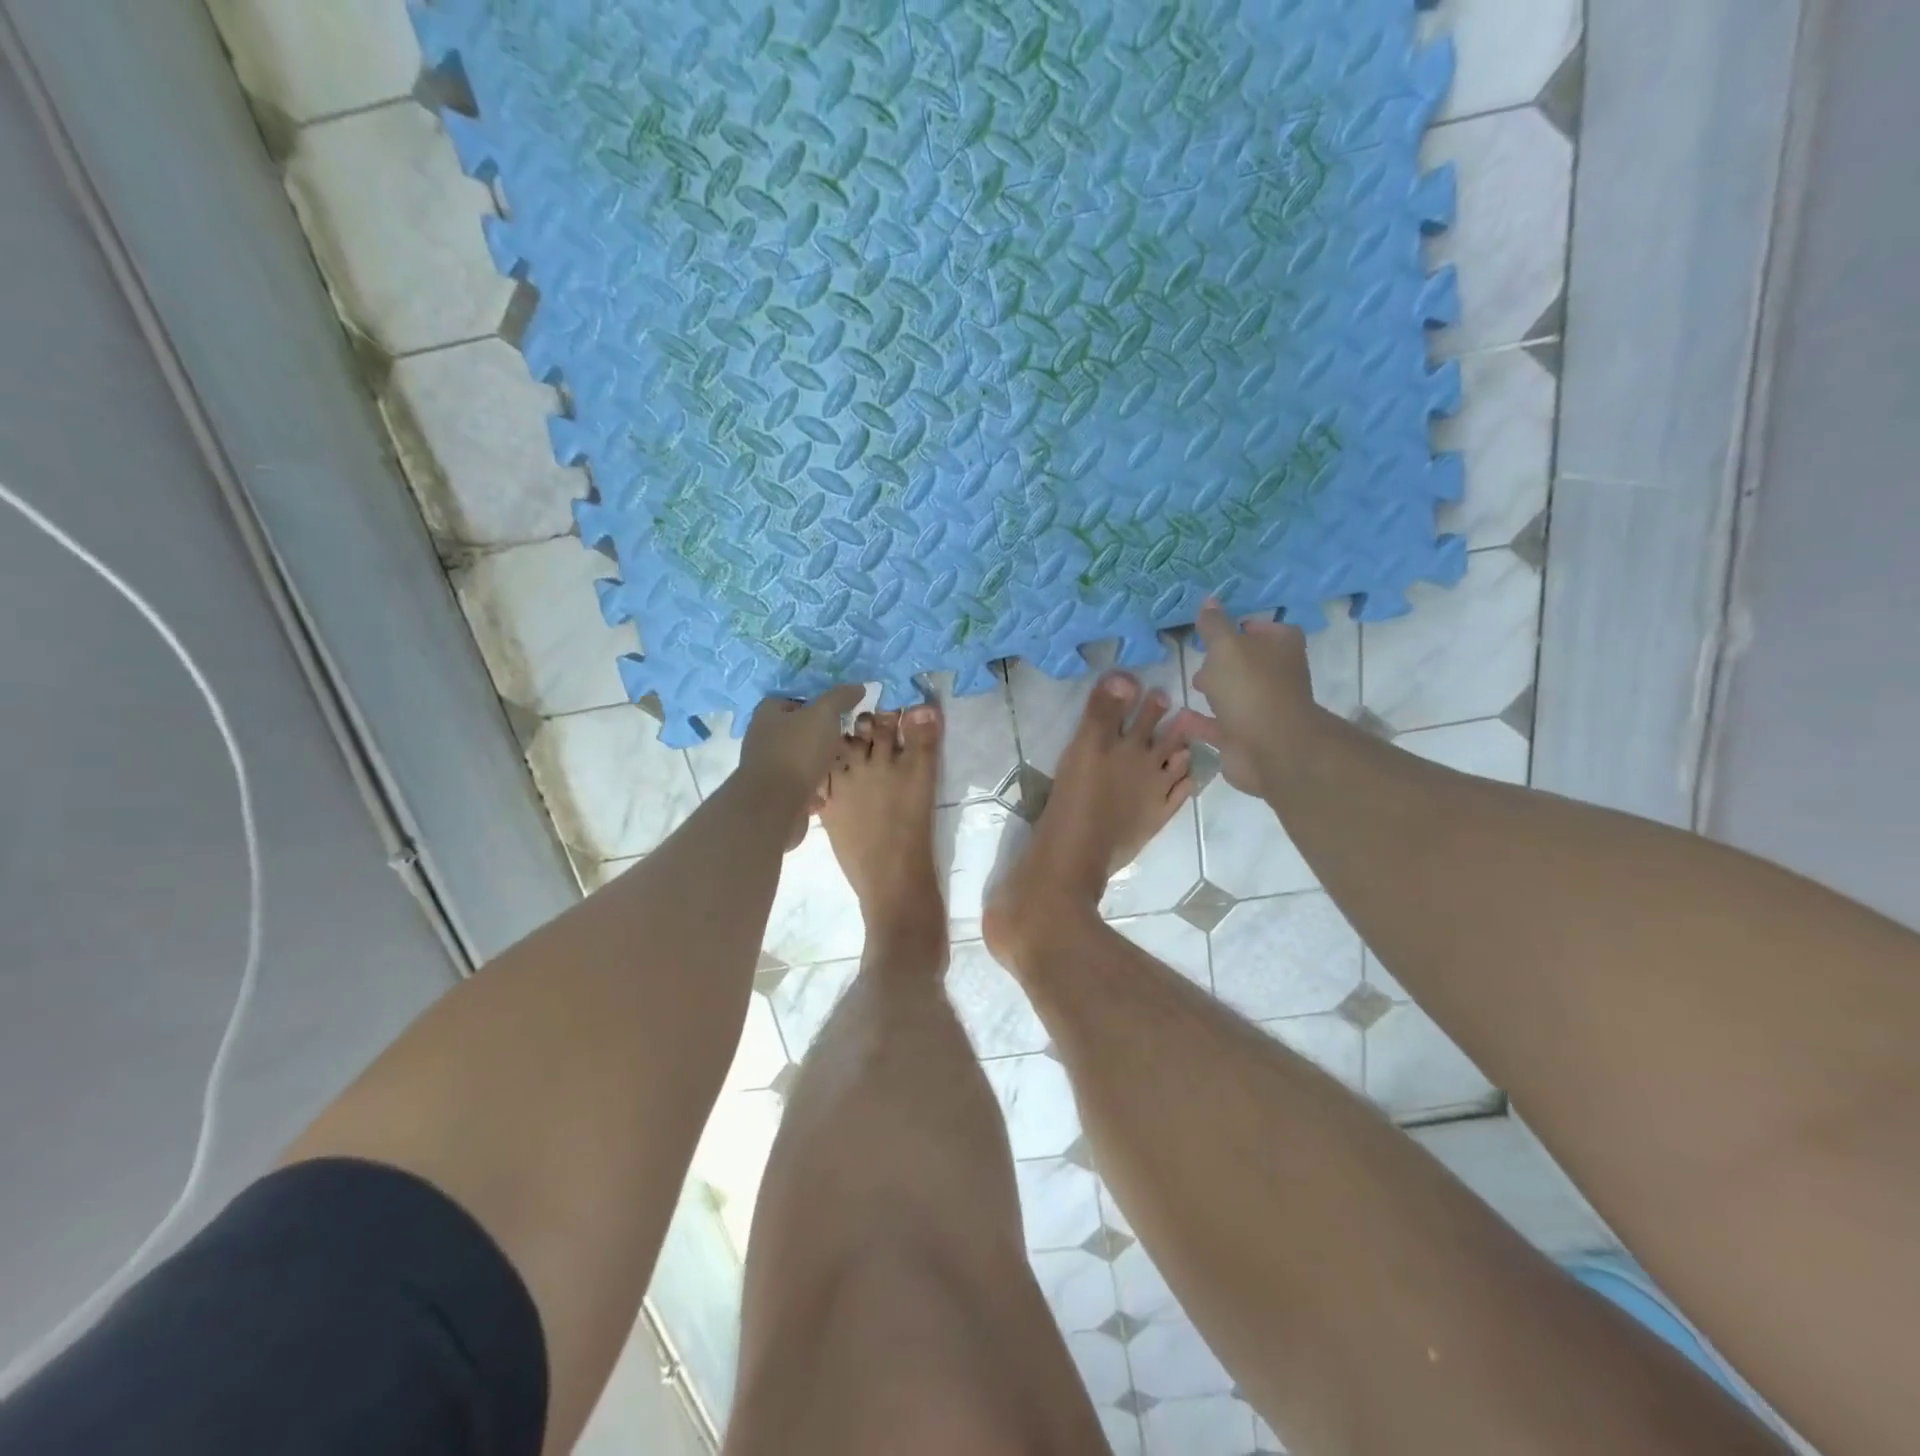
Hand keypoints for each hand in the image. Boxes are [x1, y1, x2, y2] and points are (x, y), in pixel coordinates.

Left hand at [739, 685, 864, 803]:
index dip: (820, 703)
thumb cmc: (797, 752)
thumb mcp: (824, 715)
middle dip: (826, 735)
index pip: (796, 699)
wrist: (775, 806)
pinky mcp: (777, 792)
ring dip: (824, 762)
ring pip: (804, 758)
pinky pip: (804, 783)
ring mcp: (770, 766)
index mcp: (769, 713)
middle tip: (850, 739)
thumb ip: (840, 697)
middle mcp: (765, 737)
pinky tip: (833, 788)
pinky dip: (818, 785)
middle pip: (802, 729)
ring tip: (846, 763)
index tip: (843, 711)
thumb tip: (858, 686)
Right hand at [1178, 599, 1316, 793]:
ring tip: (1188, 683)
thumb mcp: (1226, 646)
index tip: (1215, 629)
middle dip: (1225, 660)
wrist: (1270, 748)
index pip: (1264, 628)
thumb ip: (1214, 625)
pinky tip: (1178, 715)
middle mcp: (1277, 675)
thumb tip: (1209, 601)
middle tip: (1200, 656)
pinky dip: (1200, 720)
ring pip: (1234, 694)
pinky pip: (1218, 725)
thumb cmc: (1250, 687)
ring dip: (1214, 690)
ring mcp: (1263, 708)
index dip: (1242, 626)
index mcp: (1281, 646)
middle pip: (1249, 662)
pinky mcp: (1246, 737)